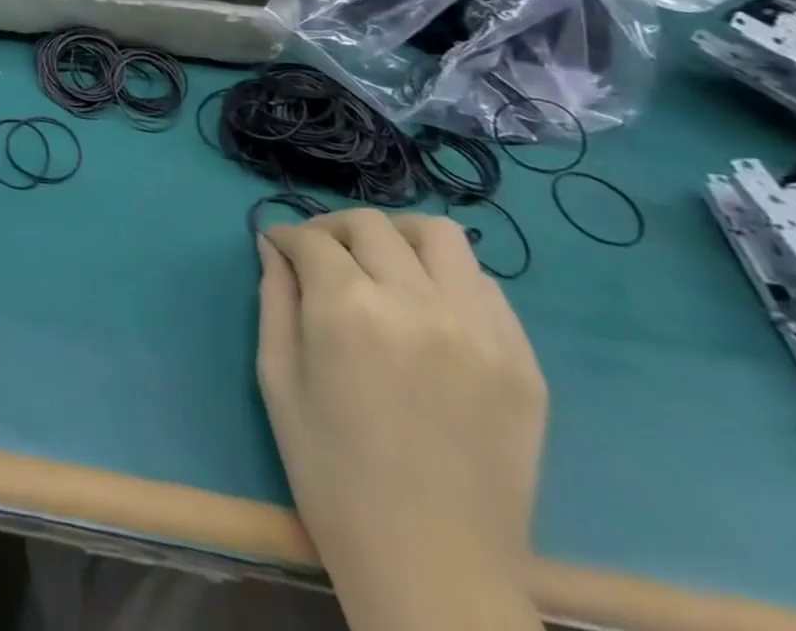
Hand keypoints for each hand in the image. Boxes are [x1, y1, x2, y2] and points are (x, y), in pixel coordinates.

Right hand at [257, 210, 546, 630]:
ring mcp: (480, 332)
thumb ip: (274, 301)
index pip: (311, 240)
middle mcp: (417, 304)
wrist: (432, 569)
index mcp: (348, 311)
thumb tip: (272, 248)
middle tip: (319, 254)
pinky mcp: (523, 363)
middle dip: (332, 228)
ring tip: (380, 264)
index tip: (276, 246)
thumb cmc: (333, 475)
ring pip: (440, 236)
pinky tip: (428, 306)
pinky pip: (486, 287)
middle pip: (370, 225)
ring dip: (398, 237)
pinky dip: (448, 278)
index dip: (285, 236)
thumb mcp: (278, 381)